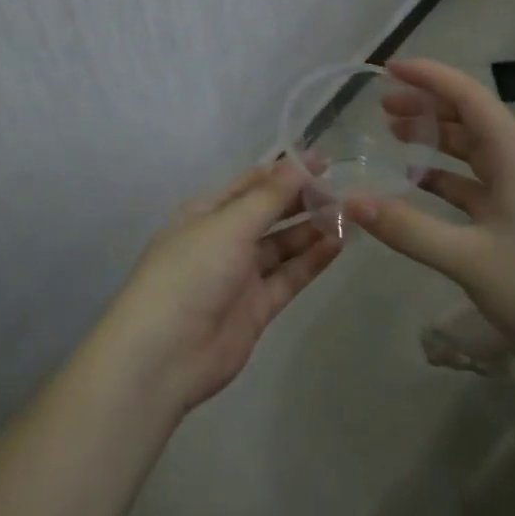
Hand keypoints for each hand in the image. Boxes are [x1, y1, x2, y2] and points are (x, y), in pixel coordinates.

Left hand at [103, 160, 341, 415]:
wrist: (164, 354)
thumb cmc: (191, 272)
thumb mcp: (229, 224)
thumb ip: (270, 196)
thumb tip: (301, 161)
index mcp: (208, 212)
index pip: (252, 183)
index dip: (286, 170)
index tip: (325, 161)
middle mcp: (224, 239)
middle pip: (270, 213)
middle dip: (303, 200)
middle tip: (344, 189)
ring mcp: (241, 275)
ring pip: (283, 245)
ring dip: (312, 229)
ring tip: (350, 215)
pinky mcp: (257, 308)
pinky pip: (289, 277)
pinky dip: (312, 261)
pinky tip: (339, 244)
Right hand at [348, 59, 514, 392]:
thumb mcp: (470, 260)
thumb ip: (408, 229)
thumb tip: (351, 201)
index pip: (469, 96)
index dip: (428, 76)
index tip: (388, 69)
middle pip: (472, 119)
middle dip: (427, 107)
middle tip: (382, 109)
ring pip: (477, 152)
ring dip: (438, 142)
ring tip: (395, 139)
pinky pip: (484, 184)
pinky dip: (451, 178)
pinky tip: (424, 188)